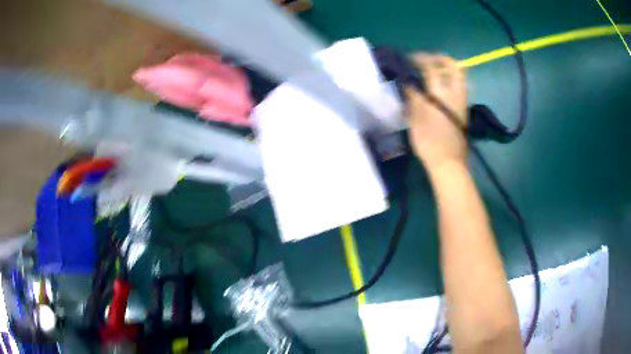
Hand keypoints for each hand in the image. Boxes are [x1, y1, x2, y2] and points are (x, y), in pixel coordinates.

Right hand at [405, 54, 467, 169]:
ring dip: (447, 68)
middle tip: (426, 60)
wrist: (449, 163)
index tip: (409, 59)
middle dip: (439, 58)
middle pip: (453, 67)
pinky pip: (460, 86)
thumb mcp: (415, 120)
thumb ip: (412, 98)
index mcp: (441, 94)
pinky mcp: (464, 109)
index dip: (419, 59)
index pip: (431, 68)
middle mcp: (456, 94)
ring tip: (432, 71)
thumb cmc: (430, 143)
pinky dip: (450, 79)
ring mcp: (463, 101)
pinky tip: (439, 86)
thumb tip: (408, 84)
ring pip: (460, 76)